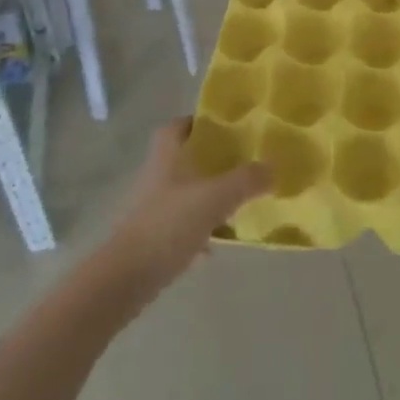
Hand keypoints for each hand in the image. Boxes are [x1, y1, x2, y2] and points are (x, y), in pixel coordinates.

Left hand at [93, 120, 270, 305]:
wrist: (127, 278)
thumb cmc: (169, 225)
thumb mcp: (215, 198)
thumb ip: (246, 180)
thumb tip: (272, 167)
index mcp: (167, 157)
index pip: (176, 126)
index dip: (197, 122)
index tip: (223, 127)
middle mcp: (157, 177)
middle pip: (183, 159)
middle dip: (210, 161)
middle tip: (240, 163)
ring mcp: (153, 209)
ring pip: (185, 193)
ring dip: (207, 197)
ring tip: (237, 202)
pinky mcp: (153, 239)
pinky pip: (182, 227)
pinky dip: (200, 231)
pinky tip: (218, 244)